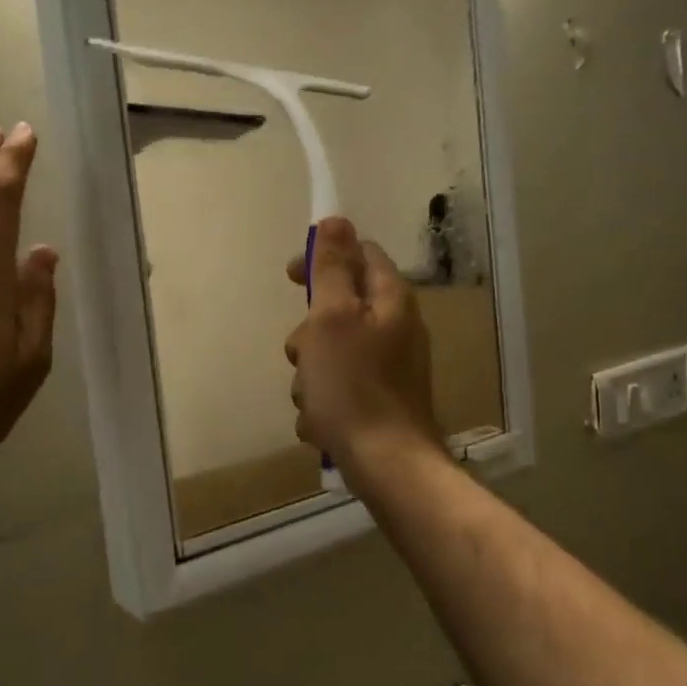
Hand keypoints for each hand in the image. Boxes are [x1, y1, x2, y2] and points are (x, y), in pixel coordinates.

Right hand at [285, 218, 442, 478]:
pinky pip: (338, 388)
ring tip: (312, 398)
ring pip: (331, 353)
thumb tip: (336, 220)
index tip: (290, 278)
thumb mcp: (332, 318)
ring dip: (310, 374)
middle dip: (309, 333)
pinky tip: (322, 422)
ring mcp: (389, 368)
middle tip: (303, 354)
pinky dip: (324, 402)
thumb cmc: (353, 386)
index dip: (322, 259)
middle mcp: (395, 329)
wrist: (387, 465)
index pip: (359, 255)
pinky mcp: (379, 402)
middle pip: (338, 309)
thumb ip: (332, 269)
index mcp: (390, 301)